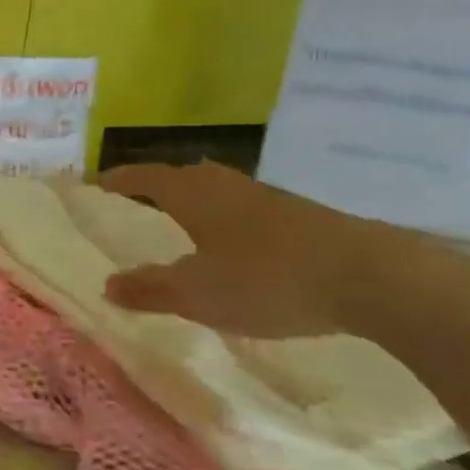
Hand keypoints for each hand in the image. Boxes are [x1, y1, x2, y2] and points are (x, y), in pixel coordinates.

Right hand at [95, 162, 469, 341]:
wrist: (373, 278)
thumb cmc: (268, 279)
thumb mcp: (197, 293)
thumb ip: (150, 289)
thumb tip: (107, 285)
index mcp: (195, 195)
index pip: (145, 177)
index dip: (119, 180)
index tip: (96, 184)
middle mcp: (227, 186)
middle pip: (182, 177)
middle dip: (156, 187)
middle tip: (135, 204)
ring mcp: (267, 199)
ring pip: (217, 192)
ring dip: (193, 203)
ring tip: (179, 225)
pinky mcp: (300, 217)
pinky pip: (244, 210)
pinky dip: (224, 221)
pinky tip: (233, 248)